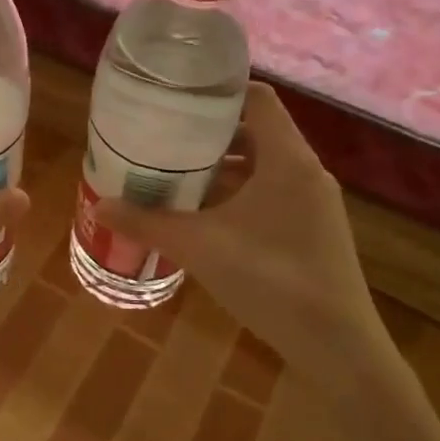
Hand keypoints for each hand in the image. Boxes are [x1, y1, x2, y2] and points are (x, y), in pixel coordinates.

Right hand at [95, 82, 383, 355]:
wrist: (338, 349)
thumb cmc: (271, 280)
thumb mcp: (200, 247)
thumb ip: (148, 223)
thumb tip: (101, 207)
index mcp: (288, 159)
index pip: (258, 97)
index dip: (219, 91)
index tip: (179, 98)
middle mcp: (306, 172)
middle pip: (257, 131)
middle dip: (210, 133)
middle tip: (166, 135)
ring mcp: (314, 203)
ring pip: (264, 165)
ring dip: (224, 166)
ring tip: (176, 172)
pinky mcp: (314, 230)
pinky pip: (272, 192)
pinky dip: (239, 192)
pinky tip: (205, 214)